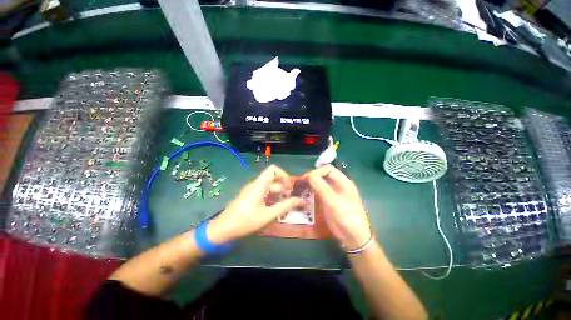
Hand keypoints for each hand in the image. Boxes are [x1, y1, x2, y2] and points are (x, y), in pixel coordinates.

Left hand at [207, 165, 303, 243]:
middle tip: (291, 200)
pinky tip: (274, 208)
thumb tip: (301, 200)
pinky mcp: (250, 196)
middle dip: (284, 188)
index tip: (290, 187)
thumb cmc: (246, 221)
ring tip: (285, 206)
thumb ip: (285, 206)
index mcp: (260, 184)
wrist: (223, 229)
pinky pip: (264, 192)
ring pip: (269, 187)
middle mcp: (256, 184)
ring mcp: (252, 190)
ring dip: (278, 194)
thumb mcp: (268, 215)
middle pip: (273, 179)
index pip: (273, 169)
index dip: (284, 175)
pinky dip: (272, 197)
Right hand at [306, 165, 371, 250]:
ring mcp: (332, 194)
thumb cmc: (348, 218)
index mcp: (343, 182)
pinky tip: (305, 195)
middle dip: (312, 177)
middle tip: (301, 183)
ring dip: (311, 184)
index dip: (317, 172)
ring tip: (301, 188)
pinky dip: (311, 191)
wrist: (353, 238)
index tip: (307, 178)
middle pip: (323, 175)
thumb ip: (322, 188)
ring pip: (320, 183)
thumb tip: (310, 175)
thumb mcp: (335, 203)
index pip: (328, 170)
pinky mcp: (327, 201)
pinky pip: (318, 192)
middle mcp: (337, 186)